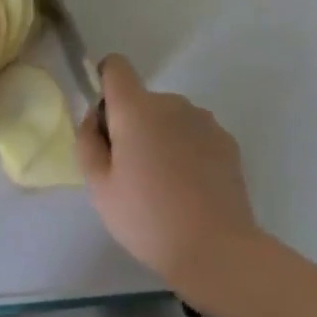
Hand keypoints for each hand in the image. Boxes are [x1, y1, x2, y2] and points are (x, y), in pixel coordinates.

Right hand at [76, 54, 278, 313]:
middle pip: (142, 99)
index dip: (105, 83)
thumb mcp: (99, 186)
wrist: (216, 248)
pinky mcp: (227, 141)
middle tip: (129, 171)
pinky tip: (188, 188)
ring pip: (170, 118)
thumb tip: (95, 118)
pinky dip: (186, 150)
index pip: (116, 67)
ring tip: (162, 184)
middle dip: (131, 123)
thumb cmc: (146, 218)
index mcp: (136, 109)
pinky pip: (194, 134)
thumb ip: (88, 142)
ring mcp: (204, 121)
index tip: (106, 120)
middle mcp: (173, 103)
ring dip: (160, 136)